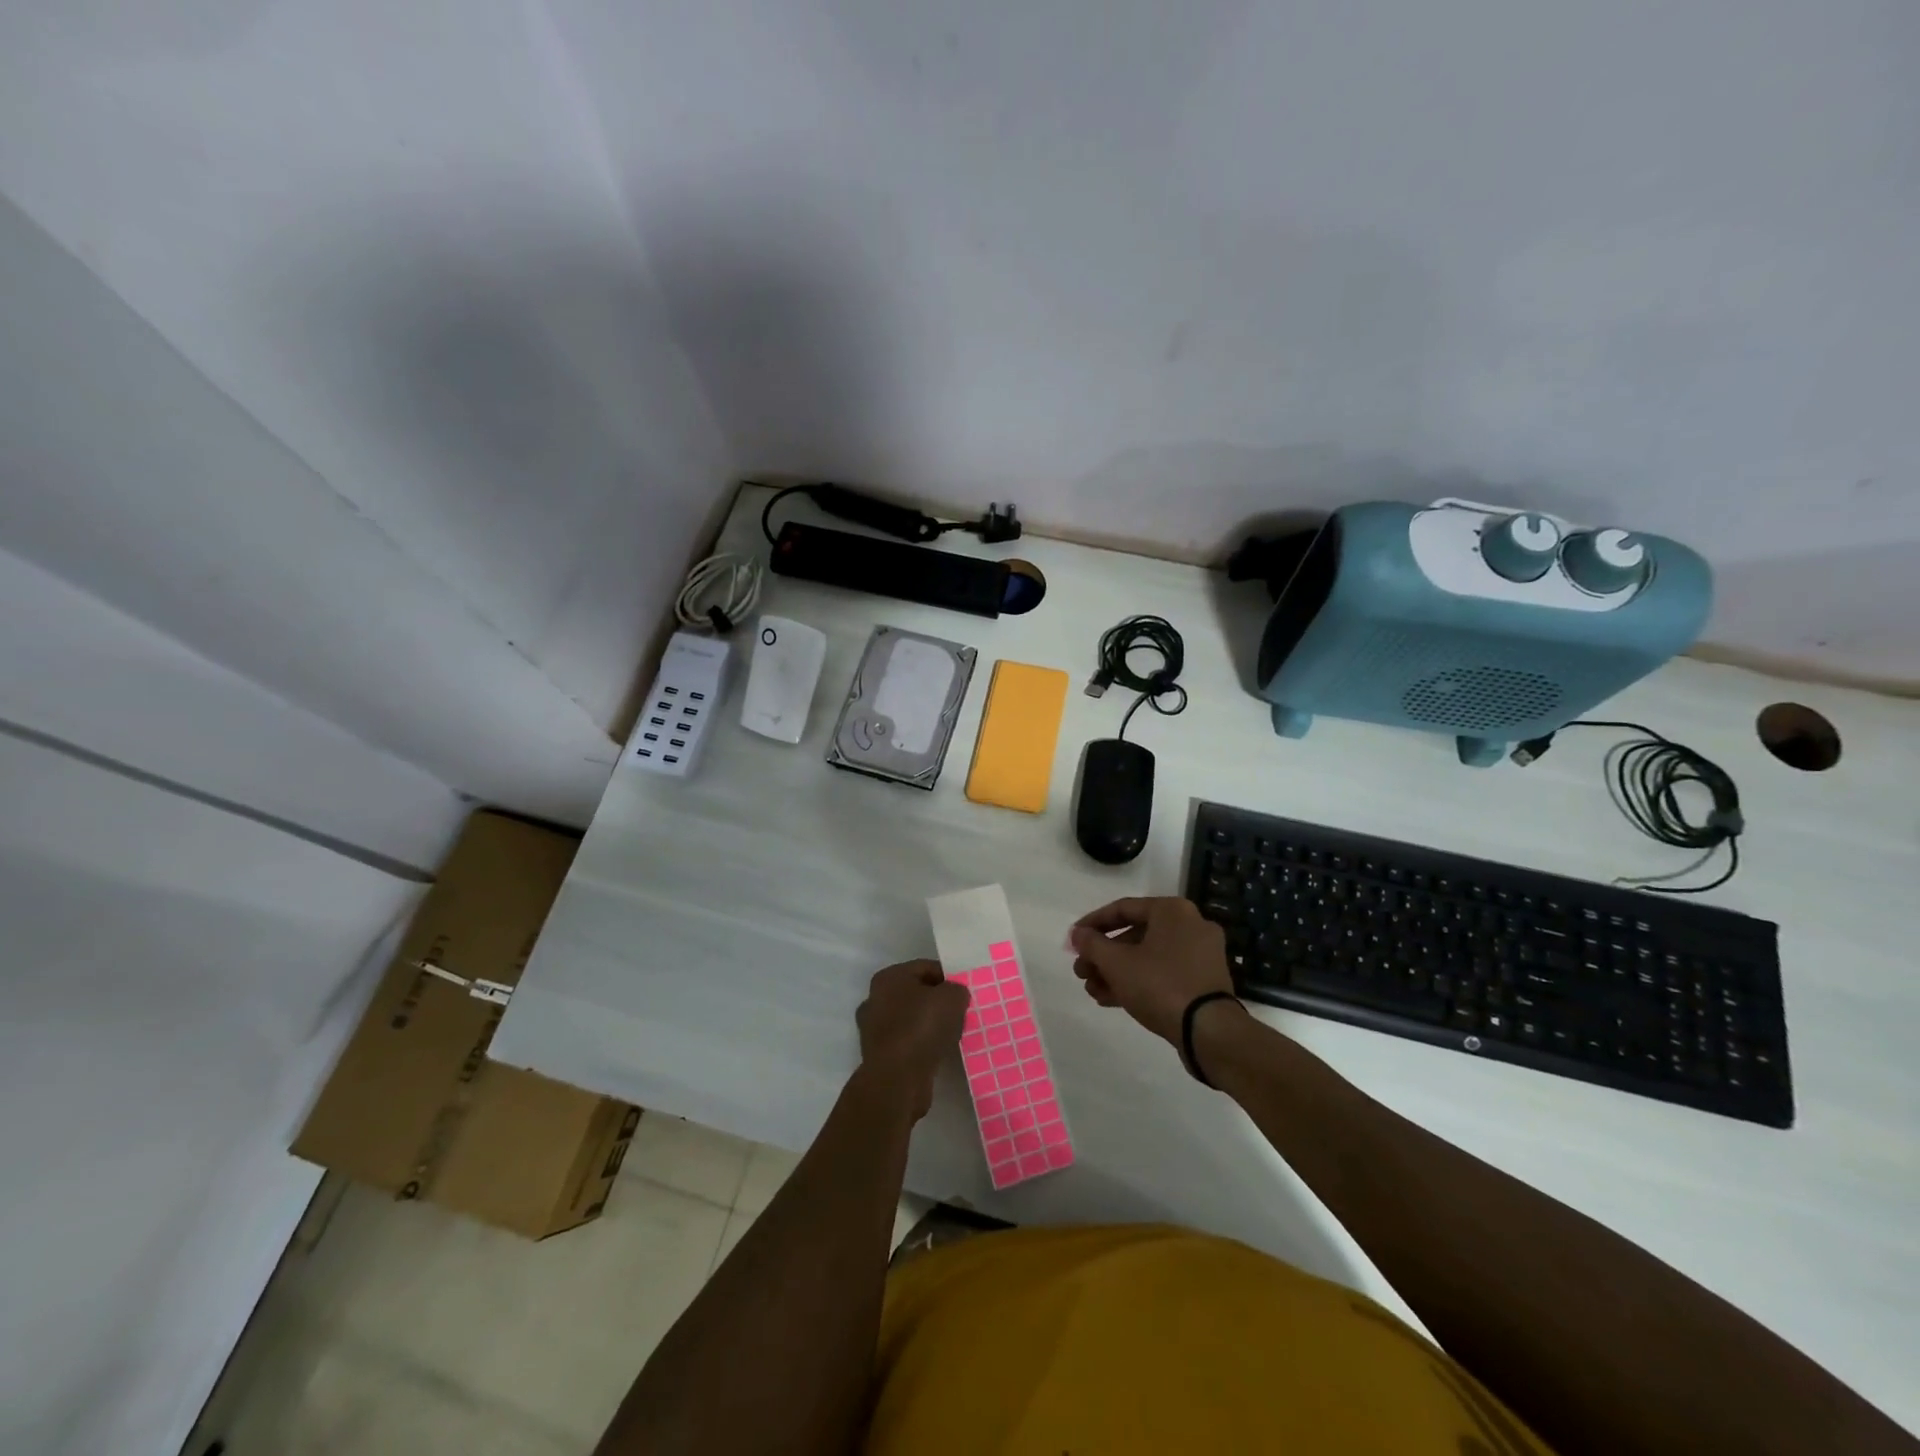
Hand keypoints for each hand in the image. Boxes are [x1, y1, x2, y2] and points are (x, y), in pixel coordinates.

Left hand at [855, 960, 970, 1119]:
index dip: (949, 977)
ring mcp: (874, 1029)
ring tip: (952, 1034)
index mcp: (888, 977)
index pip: (926, 968)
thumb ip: (957, 990)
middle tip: (960, 1012)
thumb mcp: (952, 998)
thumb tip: (954, 996)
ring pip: (911, 1019)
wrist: (897, 1080)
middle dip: (938, 1002)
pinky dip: (922, 1045)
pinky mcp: (879, 1056)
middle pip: (916, 993)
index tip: (965, 992)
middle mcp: (875, 999)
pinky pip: (907, 1042)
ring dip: (930, 1025)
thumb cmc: (922, 1028)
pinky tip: (938, 1052)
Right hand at [1069, 897, 1236, 1044]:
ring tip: (1092, 990)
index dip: (1092, 924)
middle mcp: (1190, 926)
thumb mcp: (1117, 963)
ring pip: (1148, 957)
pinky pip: (1163, 974)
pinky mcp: (1204, 982)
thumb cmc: (1160, 984)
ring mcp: (1200, 955)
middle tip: (1081, 971)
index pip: (1123, 908)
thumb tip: (1077, 934)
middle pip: (1134, 935)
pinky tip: (1111, 999)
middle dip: (1103, 955)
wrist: (1209, 1031)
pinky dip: (1138, 982)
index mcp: (1172, 911)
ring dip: (1116, 972)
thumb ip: (1092, 944)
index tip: (1073, 941)